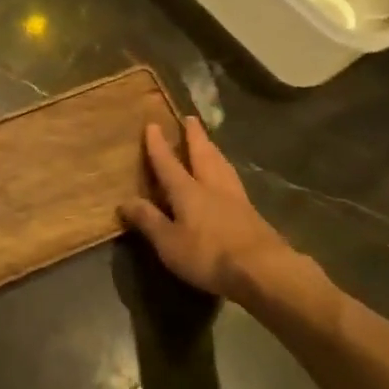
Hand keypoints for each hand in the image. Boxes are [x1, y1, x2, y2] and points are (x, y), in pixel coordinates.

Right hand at [120, 118, 298, 301]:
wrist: (263, 270)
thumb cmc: (208, 255)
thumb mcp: (169, 243)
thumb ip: (148, 220)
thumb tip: (124, 201)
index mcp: (187, 191)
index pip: (168, 163)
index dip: (158, 145)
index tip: (152, 124)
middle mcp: (212, 186)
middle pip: (202, 154)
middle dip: (194, 136)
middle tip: (191, 118)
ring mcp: (236, 198)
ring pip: (222, 164)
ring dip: (213, 149)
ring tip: (210, 142)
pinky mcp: (252, 213)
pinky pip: (234, 180)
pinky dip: (227, 169)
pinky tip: (229, 177)